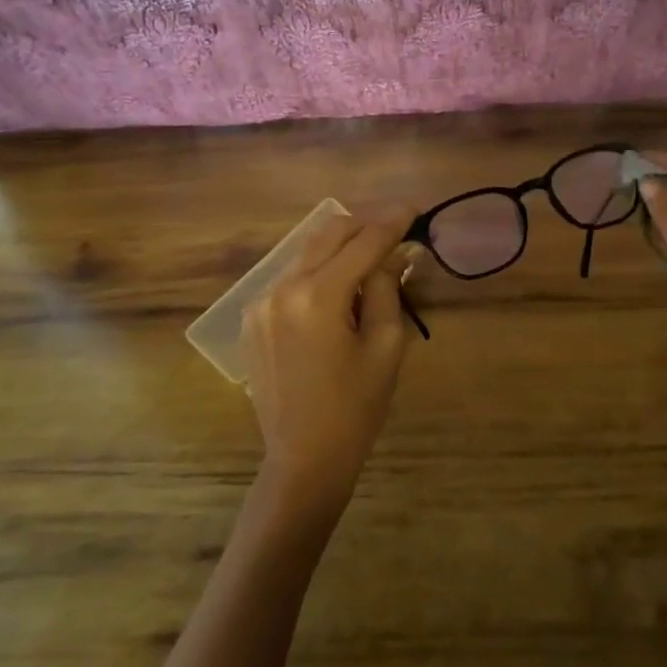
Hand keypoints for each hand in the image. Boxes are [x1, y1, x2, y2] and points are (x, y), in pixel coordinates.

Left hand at [241, 207, 415, 515]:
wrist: (303, 458)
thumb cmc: (355, 407)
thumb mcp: (385, 346)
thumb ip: (387, 288)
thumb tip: (395, 253)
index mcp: (317, 296)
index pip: (363, 242)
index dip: (392, 221)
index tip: (414, 207)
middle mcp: (282, 288)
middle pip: (328, 233)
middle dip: (365, 225)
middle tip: (396, 230)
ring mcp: (260, 302)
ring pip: (307, 252)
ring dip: (342, 247)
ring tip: (372, 260)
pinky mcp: (252, 317)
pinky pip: (291, 277)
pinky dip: (319, 271)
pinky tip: (339, 291)